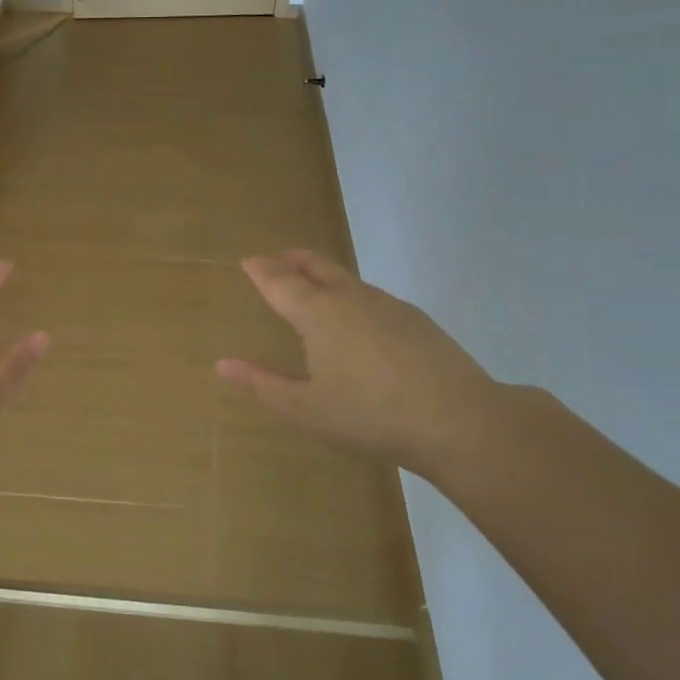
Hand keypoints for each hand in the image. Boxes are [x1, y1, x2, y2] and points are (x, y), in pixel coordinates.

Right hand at [216, 250, 502, 481]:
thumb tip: (222, 364)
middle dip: (294, 260)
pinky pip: (372, 297)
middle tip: (279, 260)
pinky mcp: (416, 319)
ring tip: (314, 290)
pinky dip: (352, 297)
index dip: (260, 270)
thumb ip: (262, 383)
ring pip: (347, 280)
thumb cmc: (369, 415)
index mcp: (318, 313)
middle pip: (316, 266)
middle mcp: (351, 298)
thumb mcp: (305, 408)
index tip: (248, 261)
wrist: (457, 420)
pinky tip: (359, 324)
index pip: (280, 281)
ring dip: (324, 276)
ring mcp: (388, 305)